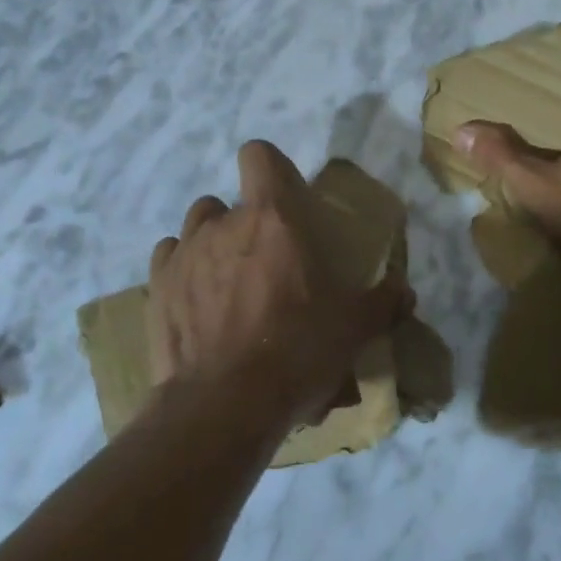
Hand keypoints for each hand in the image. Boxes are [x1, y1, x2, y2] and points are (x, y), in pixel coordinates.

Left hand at [146, 140, 411, 432]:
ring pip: (196, 226)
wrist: (223, 404)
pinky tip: (195, 300)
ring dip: (211, 243)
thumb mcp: (352, 329)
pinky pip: (169, 257)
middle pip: (227, 201)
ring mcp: (184, 253)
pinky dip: (182, 269)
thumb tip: (403, 290)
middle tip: (263, 262)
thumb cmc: (295, 352)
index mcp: (272, 218)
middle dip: (243, 223)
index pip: (259, 155)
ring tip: (227, 281)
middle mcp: (223, 223)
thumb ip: (382, 301)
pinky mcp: (157, 287)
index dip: (269, 166)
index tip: (283, 195)